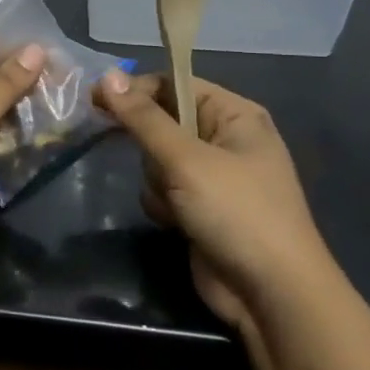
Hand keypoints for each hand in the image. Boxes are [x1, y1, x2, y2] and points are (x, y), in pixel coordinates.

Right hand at [95, 69, 337, 331]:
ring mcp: (213, 176)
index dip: (136, 90)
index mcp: (235, 115)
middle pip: (162, 121)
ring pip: (157, 158)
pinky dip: (161, 202)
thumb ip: (143, 118)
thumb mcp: (185, 159)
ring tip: (174, 201)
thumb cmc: (236, 212)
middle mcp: (225, 139)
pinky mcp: (200, 207)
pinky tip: (174, 222)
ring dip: (155, 178)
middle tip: (143, 156)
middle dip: (149, 144)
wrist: (272, 294)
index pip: (175, 84)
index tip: (97, 101)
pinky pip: (163, 188)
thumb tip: (107, 74)